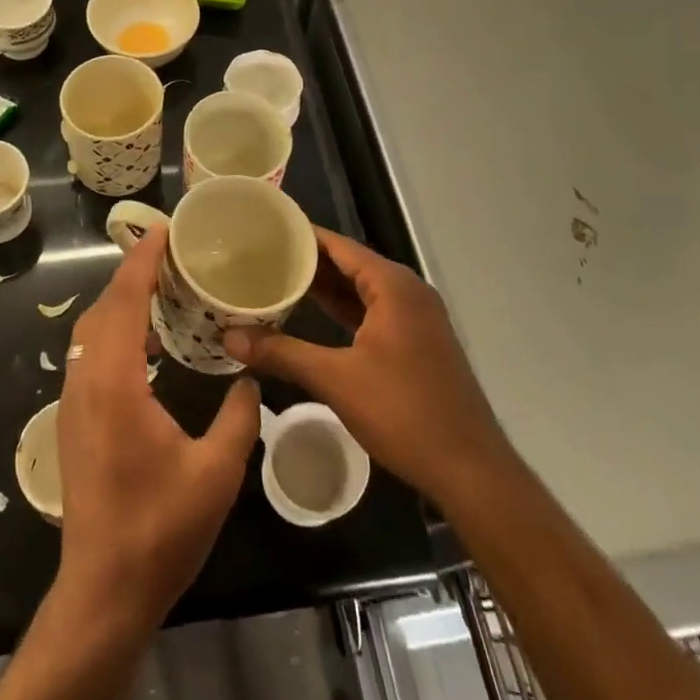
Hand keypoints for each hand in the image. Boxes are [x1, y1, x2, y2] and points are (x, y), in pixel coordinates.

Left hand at [56, 224, 261, 631]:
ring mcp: (73, 401)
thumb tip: (248, 377)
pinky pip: (91, 353)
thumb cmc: (159, 530)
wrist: (103, 592)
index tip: (162, 231)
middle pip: (103, 308)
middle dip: (132, 274)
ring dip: (122, 302)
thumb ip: (239, 417)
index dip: (142, 261)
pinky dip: (115, 331)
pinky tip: (148, 346)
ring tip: (162, 290)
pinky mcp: (73, 420)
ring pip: (92, 331)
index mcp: (115, 383)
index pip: (124, 301)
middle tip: (170, 255)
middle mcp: (86, 381)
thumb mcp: (216, 474)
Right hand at [222, 226, 507, 512]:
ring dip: (325, 287)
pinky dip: (344, 310)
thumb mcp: (336, 380)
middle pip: (350, 264)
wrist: (471, 471)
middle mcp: (407, 291)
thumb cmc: (404, 413)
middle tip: (260, 254)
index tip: (264, 229)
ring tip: (277, 279)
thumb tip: (229, 337)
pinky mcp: (417, 343)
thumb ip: (282, 353)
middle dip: (307, 261)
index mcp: (392, 285)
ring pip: (361, 290)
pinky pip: (373, 312)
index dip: (301, 236)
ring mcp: (416, 318)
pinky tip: (313, 315)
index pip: (338, 245)